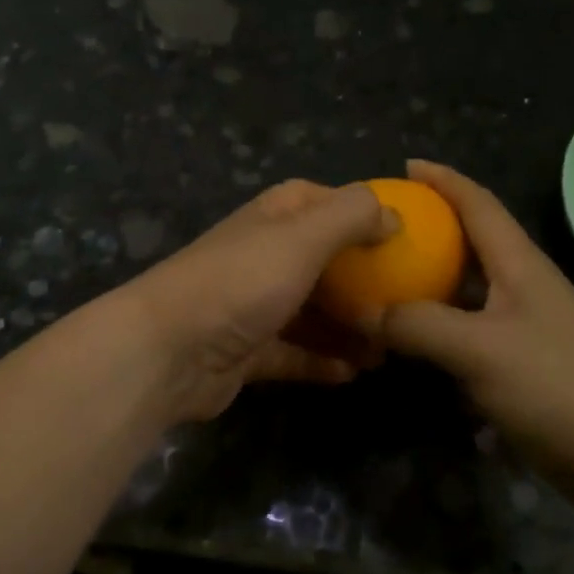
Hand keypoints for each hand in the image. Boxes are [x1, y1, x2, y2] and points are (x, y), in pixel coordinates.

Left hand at [120, 180, 397, 423]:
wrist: (168, 351)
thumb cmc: (241, 282)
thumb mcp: (303, 236)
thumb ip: (352, 216)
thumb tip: (393, 216)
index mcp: (273, 219)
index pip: (320, 200)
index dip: (359, 212)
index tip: (400, 235)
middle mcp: (263, 256)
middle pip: (323, 261)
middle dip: (363, 280)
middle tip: (405, 302)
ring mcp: (253, 305)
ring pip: (312, 311)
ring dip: (349, 327)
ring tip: (389, 347)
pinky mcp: (247, 352)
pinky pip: (295, 354)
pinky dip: (322, 361)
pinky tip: (354, 373)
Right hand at [373, 160, 573, 505]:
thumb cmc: (558, 387)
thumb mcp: (479, 350)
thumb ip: (418, 325)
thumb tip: (363, 310)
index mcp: (520, 266)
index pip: (479, 204)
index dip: (443, 180)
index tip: (405, 166)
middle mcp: (524, 288)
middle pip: (473, 245)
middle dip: (430, 231)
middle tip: (381, 233)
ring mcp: (528, 329)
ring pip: (469, 294)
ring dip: (430, 288)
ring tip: (386, 287)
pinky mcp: (526, 368)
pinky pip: (472, 337)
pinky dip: (442, 336)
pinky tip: (414, 351)